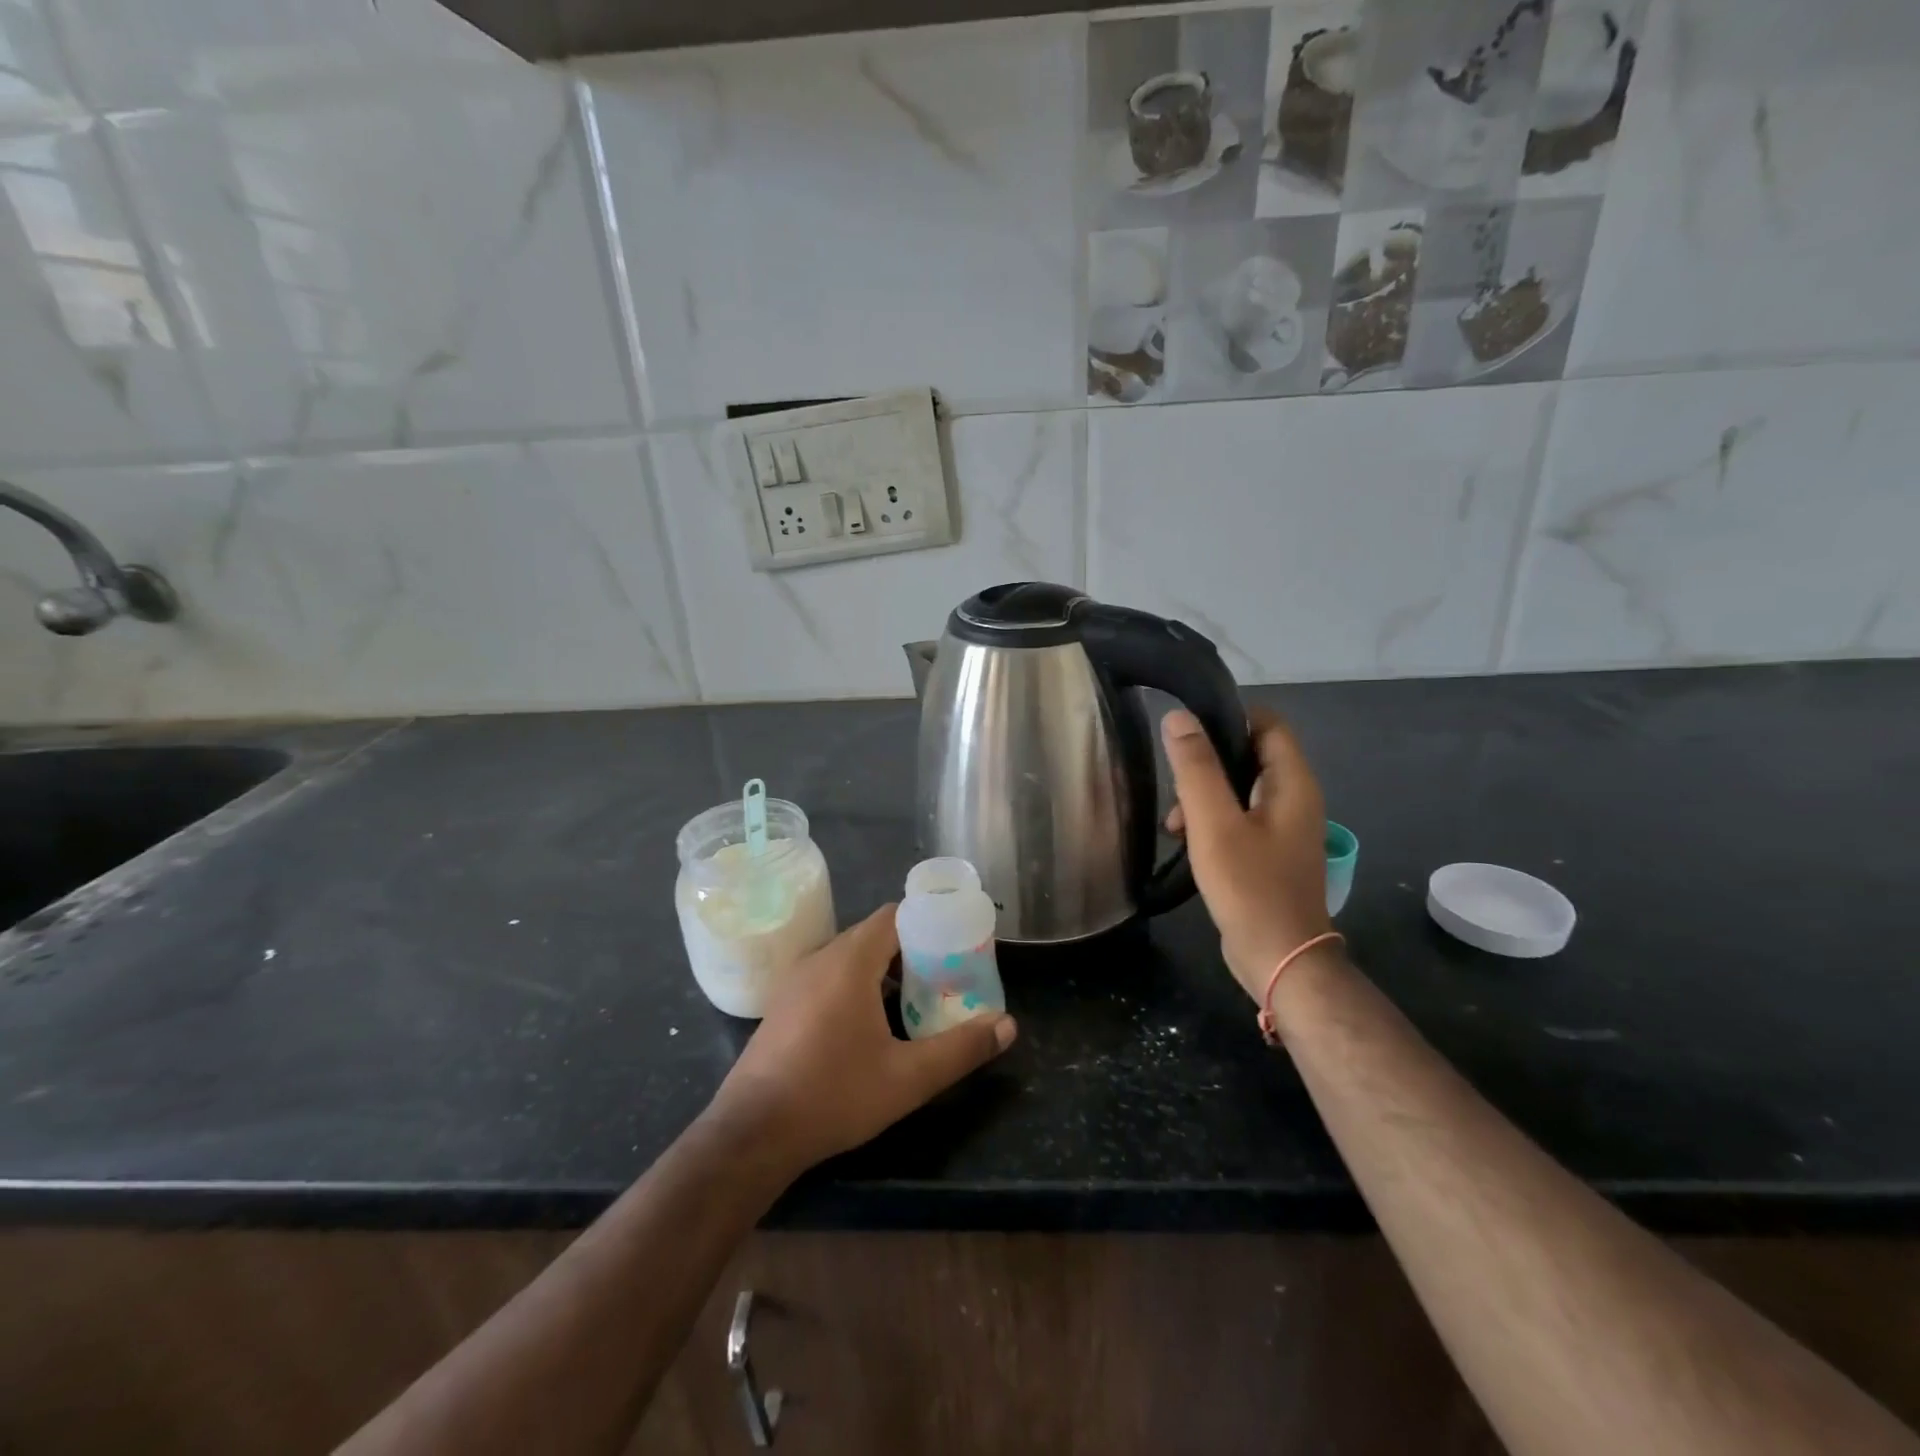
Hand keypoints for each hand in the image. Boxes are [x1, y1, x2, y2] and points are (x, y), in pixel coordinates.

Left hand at [705, 905, 1016, 1178]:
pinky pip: (830, 977)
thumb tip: (1007, 1025)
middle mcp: (820, 959)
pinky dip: (858, 985)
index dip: (929, 922)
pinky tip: (873, 1025)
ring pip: (851, 958)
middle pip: (875, 935)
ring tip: (918, 999)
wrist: (751, 1134)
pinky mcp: (784, 1005)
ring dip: (885, 971)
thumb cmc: (833, 1095)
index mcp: (849, 961)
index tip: (958, 943)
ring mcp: (796, 981)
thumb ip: (960, 1049)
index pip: (895, 915)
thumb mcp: (907, 1078)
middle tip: (947, 975)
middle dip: (914, 950)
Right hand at [1162, 707, 1333, 1003]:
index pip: (1267, 722)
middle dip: (1206, 765)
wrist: (1280, 958)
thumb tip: (1178, 718)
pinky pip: (1238, 818)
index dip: (1228, 716)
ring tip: (1173, 825)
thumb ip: (1196, 768)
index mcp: (1291, 782)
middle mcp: (1294, 798)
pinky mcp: (1269, 851)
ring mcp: (1283, 827)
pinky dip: (1211, 821)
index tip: (1187, 730)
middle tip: (1175, 788)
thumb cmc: (1249, 886)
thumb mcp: (1214, 823)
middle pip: (1248, 755)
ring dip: (1203, 797)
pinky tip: (1185, 842)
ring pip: (1237, 789)